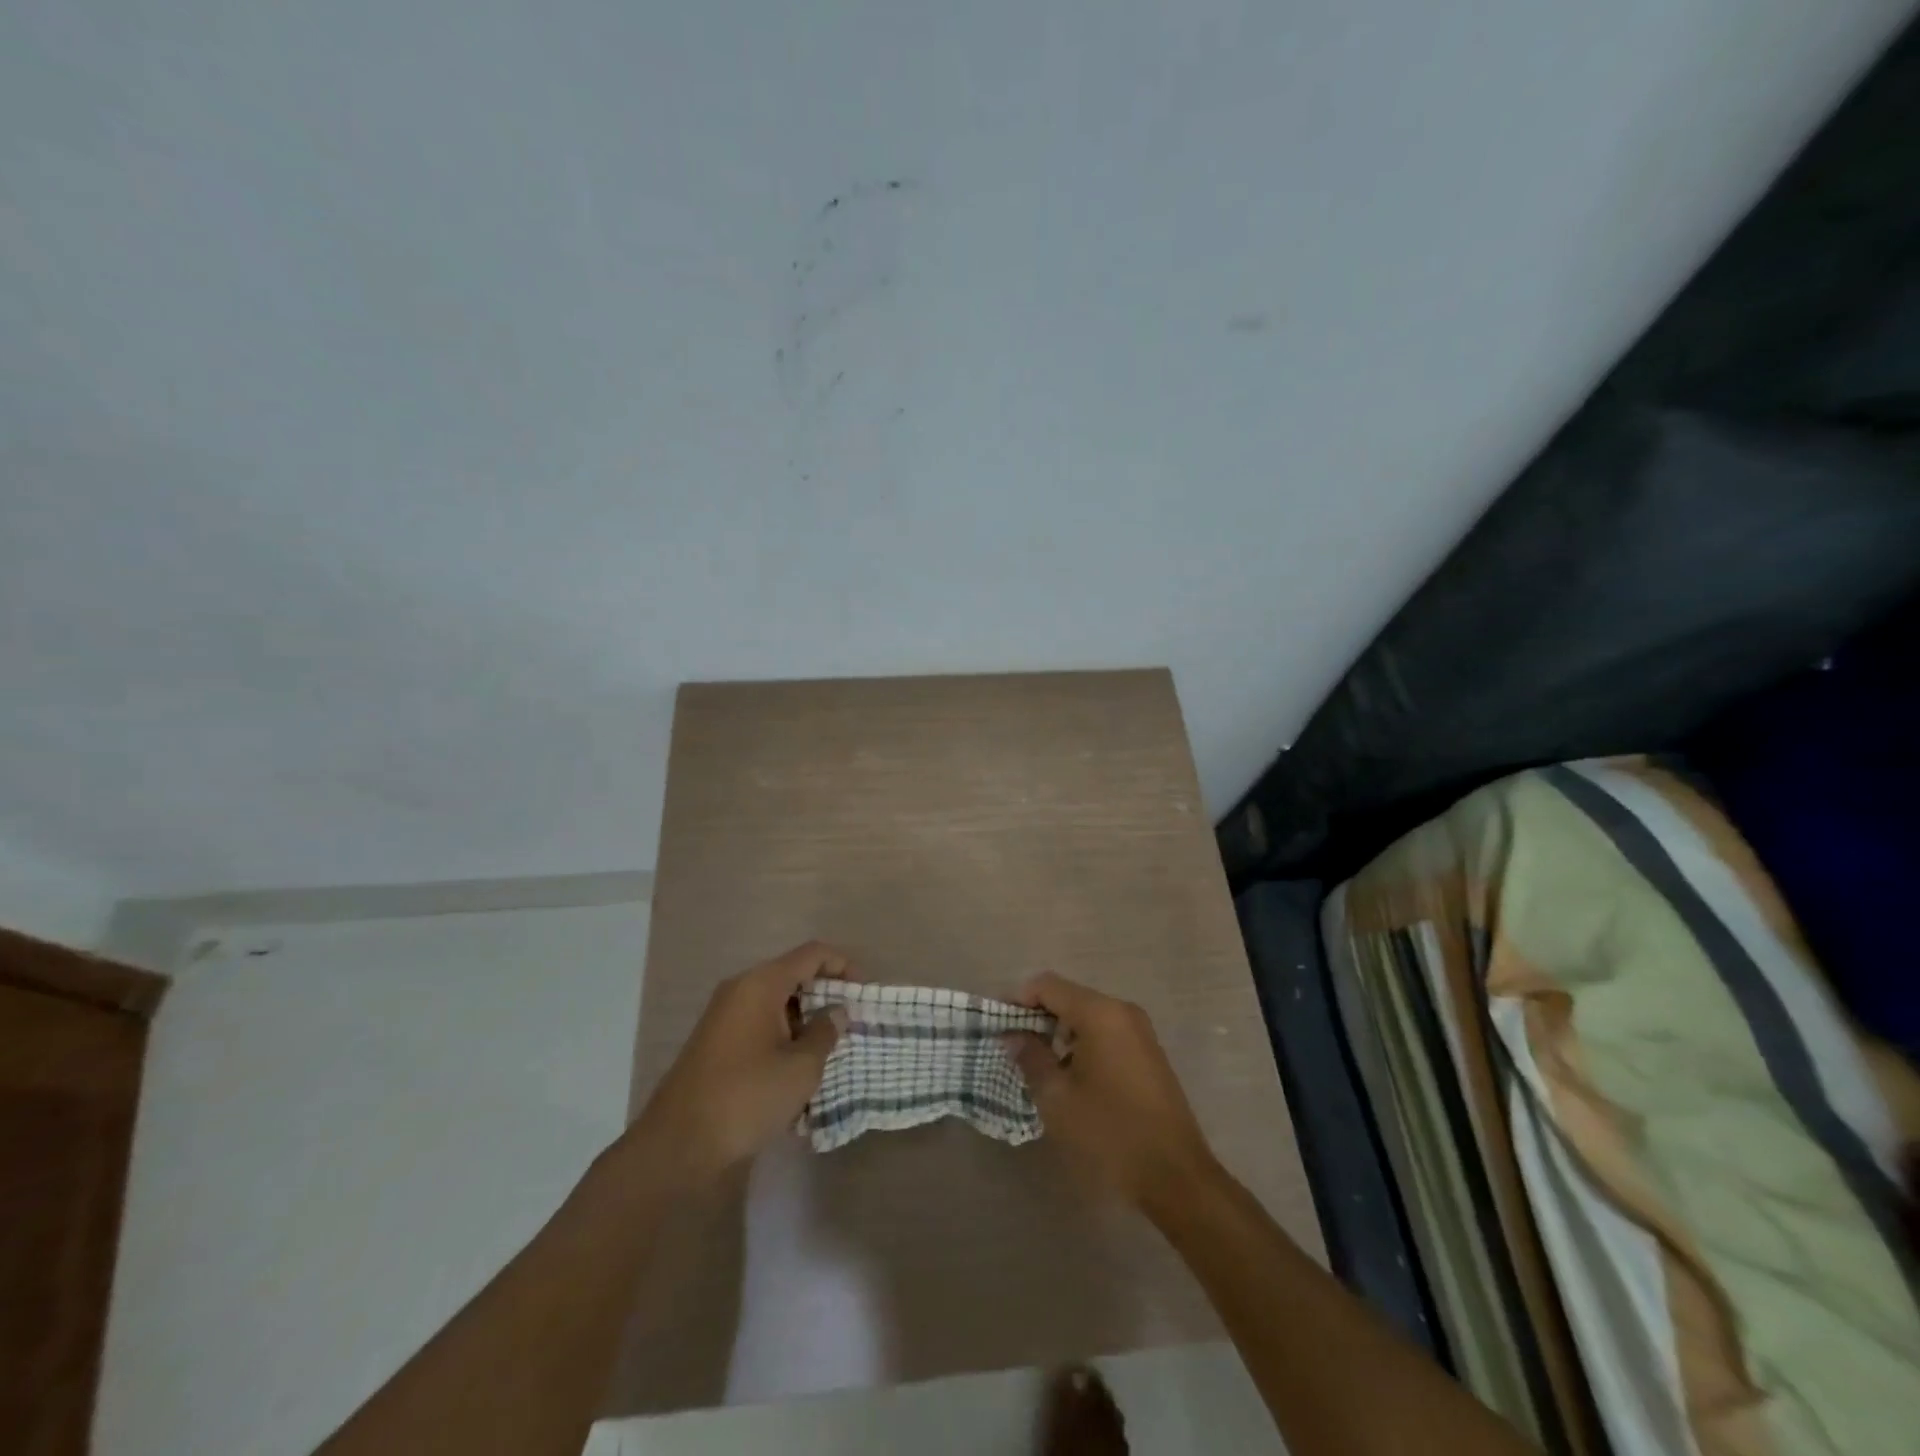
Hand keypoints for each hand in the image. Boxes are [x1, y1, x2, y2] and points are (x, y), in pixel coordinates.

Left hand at [633, 942, 852, 1191]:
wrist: (678, 1146)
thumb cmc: (747, 1097)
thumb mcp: (800, 1067)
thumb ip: (825, 1032)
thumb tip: (836, 1012)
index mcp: (761, 984)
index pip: (812, 954)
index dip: (843, 966)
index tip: (863, 994)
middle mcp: (740, 990)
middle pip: (793, 976)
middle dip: (824, 996)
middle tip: (850, 1024)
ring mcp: (724, 1016)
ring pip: (776, 1003)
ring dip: (804, 1020)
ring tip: (828, 1052)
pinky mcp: (716, 1043)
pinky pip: (759, 1025)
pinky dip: (782, 1037)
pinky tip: (796, 1071)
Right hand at [1006, 973, 1215, 1213]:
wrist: (1176, 1177)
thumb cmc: (1110, 1133)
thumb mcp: (1058, 1098)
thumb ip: (1030, 1057)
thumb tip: (1012, 1035)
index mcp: (1100, 1013)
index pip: (1047, 985)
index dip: (1018, 999)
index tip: (998, 1024)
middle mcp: (1122, 1011)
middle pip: (1068, 997)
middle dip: (1037, 1016)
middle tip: (1013, 1046)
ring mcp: (1139, 1031)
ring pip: (1087, 1015)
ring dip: (1059, 1031)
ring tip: (1037, 1064)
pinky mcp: (1147, 1053)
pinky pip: (1105, 1032)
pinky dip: (1081, 1043)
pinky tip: (1069, 1076)